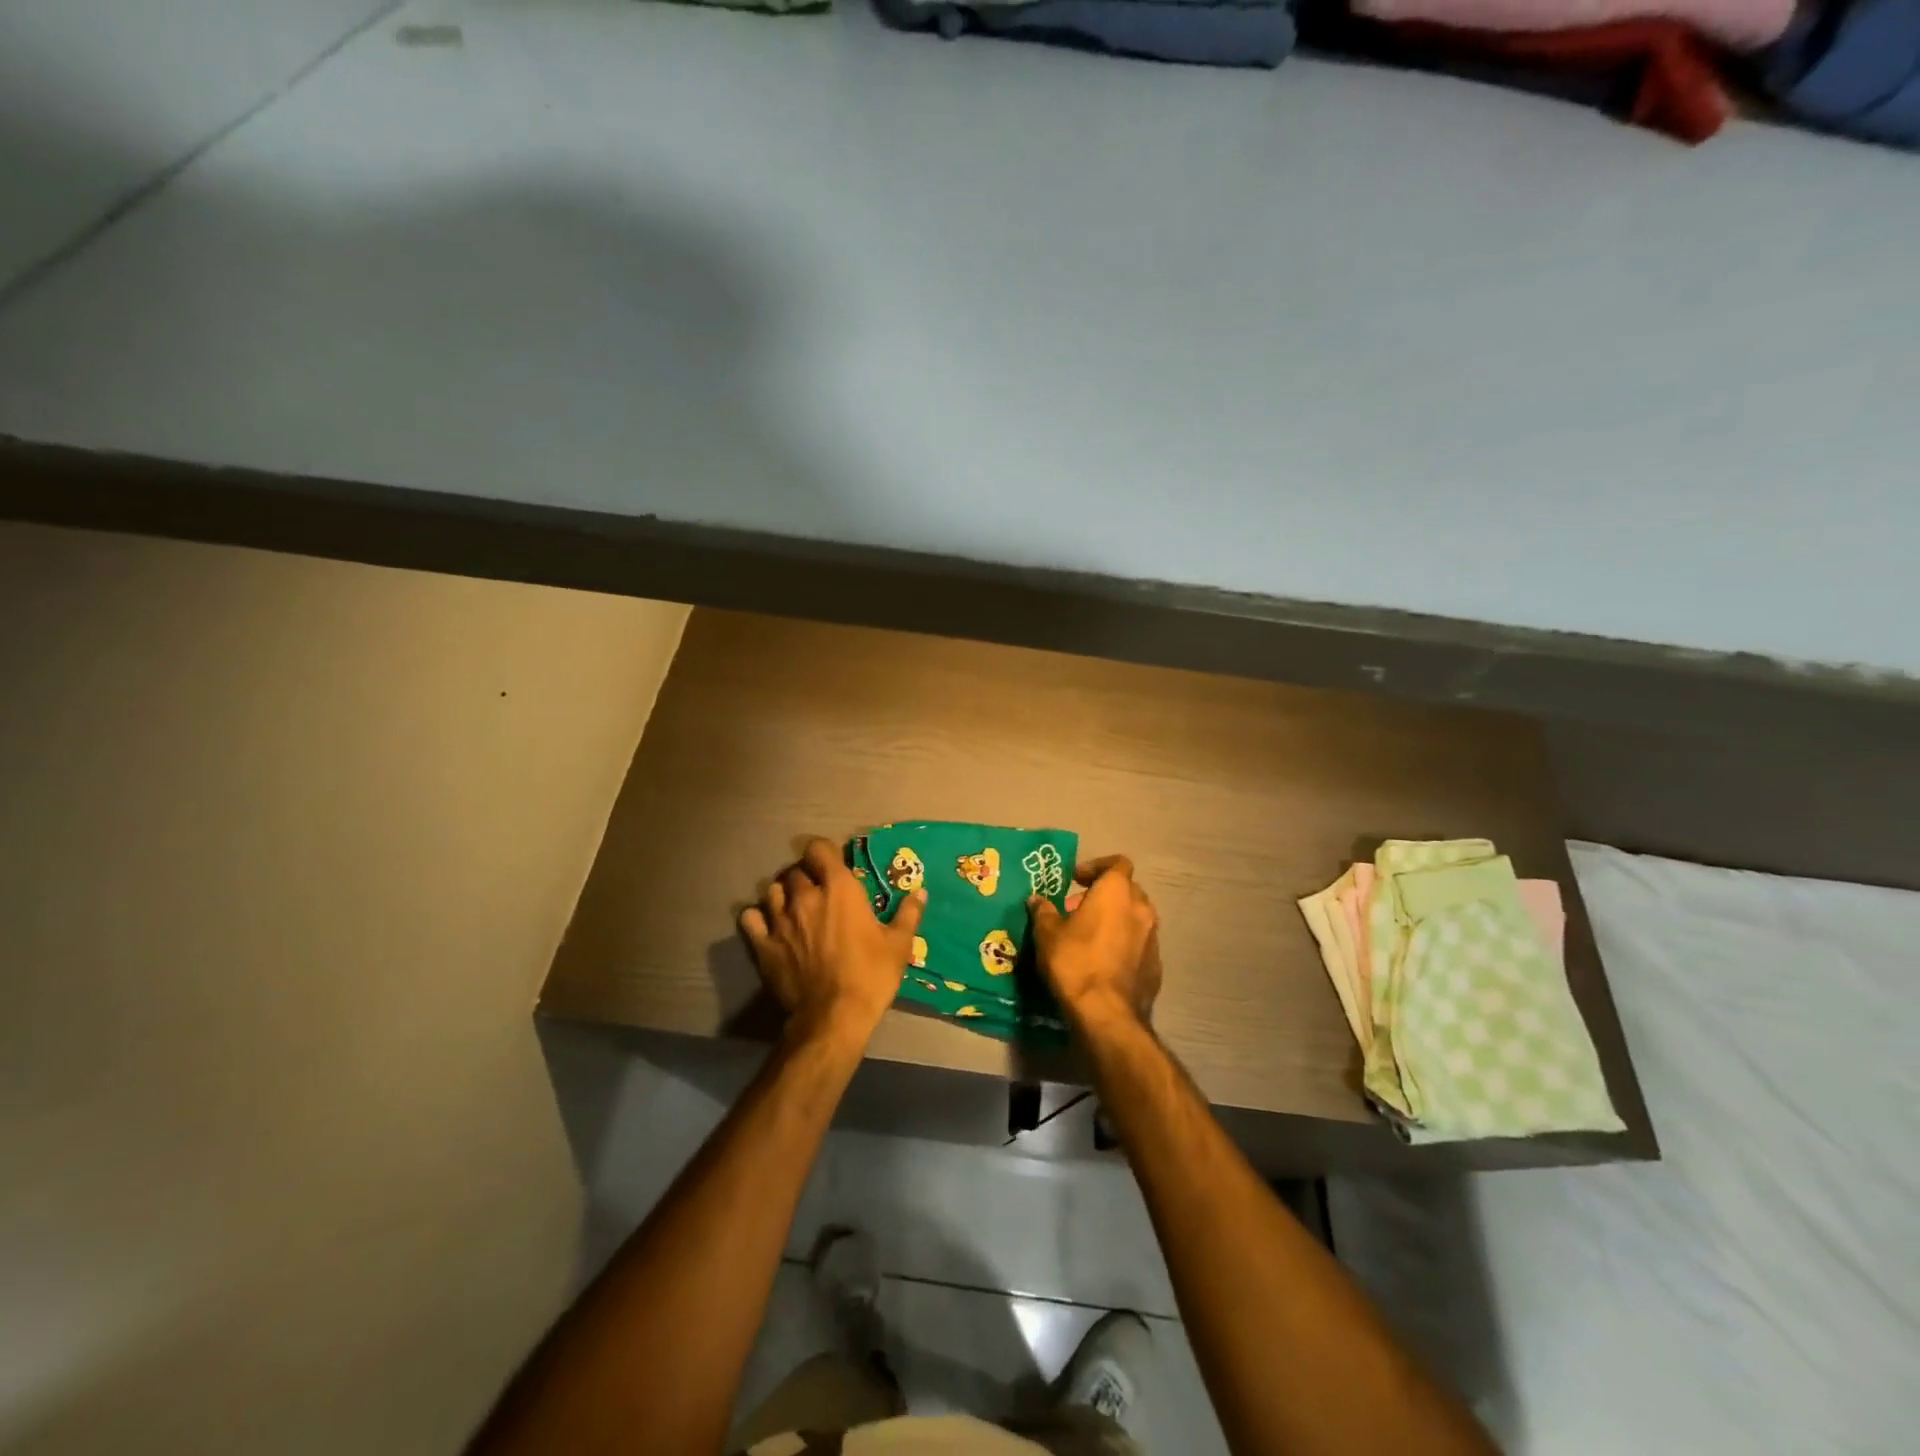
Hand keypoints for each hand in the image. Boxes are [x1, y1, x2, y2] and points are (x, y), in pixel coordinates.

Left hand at [740, 837, 925, 1045]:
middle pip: (795, 871)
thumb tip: (920, 892)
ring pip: (772, 890)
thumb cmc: (871, 975)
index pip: (818, 848)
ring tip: (793, 907)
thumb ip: (908, 914)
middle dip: (806, 876)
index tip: (832, 865)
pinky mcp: (763, 944)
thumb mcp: (899, 945)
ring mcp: (780, 919)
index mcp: (839, 888)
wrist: (834, 1016)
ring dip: (783, 894)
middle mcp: (805, 896)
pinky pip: (750, 917)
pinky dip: (758, 917)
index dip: (824, 853)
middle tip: (817, 892)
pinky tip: (767, 925)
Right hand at [1029, 855, 1161, 1034]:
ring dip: (1117, 920)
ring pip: (1136, 918)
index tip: (1076, 879)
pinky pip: (1140, 945)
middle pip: (1128, 890)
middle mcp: (1141, 909)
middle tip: (1079, 908)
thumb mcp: (1047, 933)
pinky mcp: (1156, 966)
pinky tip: (1105, 962)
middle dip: (1105, 894)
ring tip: (1091, 936)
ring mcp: (1153, 938)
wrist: (1106, 1013)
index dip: (1097, 866)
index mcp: (1117, 892)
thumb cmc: (1075, 961)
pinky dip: (1125, 945)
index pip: (1118, 863)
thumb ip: (1044, 911)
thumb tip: (1037, 900)